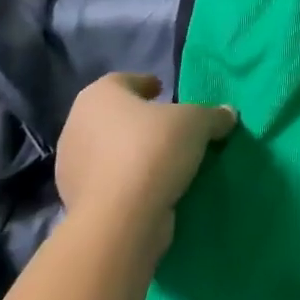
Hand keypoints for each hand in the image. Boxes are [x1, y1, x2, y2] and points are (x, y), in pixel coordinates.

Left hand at [55, 74, 235, 247]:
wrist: (121, 219)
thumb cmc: (154, 150)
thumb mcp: (197, 123)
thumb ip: (213, 115)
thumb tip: (228, 114)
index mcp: (99, 96)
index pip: (123, 81)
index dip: (145, 84)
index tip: (163, 91)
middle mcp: (77, 126)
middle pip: (113, 116)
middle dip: (138, 120)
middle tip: (168, 126)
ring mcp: (71, 167)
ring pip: (109, 151)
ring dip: (132, 153)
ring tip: (166, 161)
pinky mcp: (76, 202)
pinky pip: (109, 182)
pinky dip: (128, 181)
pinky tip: (154, 187)